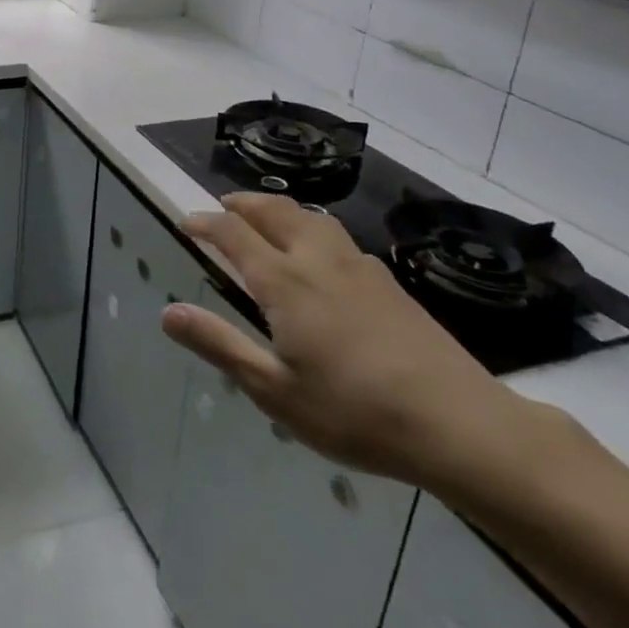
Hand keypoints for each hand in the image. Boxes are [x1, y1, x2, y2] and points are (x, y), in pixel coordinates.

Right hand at [161, 194, 562, 492]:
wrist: (461, 425)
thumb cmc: (355, 412)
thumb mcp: (274, 389)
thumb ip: (219, 345)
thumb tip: (167, 313)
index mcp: (285, 281)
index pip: (234, 233)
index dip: (205, 222)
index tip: (186, 222)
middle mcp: (318, 261)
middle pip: (275, 211)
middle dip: (243, 202)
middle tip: (222, 205)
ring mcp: (360, 269)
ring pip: (312, 218)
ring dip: (280, 209)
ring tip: (266, 218)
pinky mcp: (390, 284)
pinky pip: (338, 237)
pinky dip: (312, 229)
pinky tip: (320, 256)